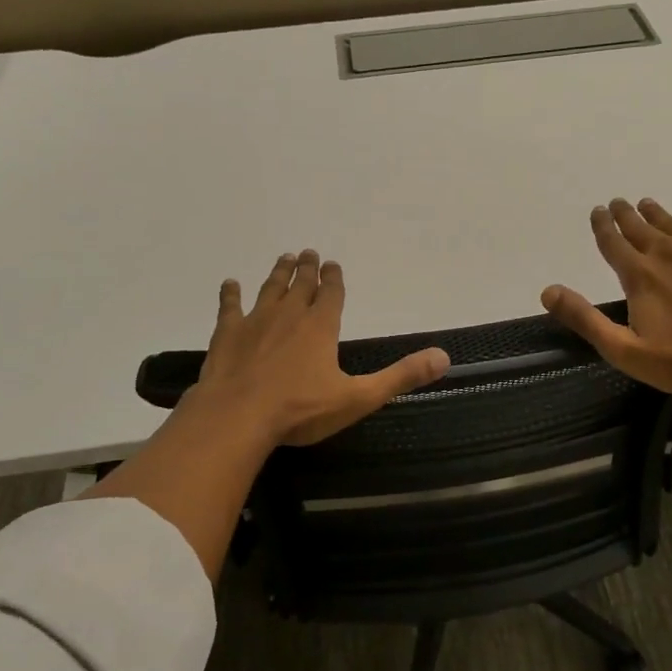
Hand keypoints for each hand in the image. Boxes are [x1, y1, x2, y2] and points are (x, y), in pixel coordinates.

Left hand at [194, 249, 449, 446]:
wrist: (238, 417)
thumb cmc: (300, 409)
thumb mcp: (358, 398)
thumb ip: (400, 377)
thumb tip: (444, 357)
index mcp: (321, 327)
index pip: (331, 295)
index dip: (334, 279)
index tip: (332, 264)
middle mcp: (289, 316)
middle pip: (300, 285)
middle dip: (307, 268)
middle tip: (308, 253)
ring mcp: (255, 322)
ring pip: (269, 289)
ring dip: (278, 274)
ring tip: (284, 258)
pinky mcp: (227, 335)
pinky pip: (229, 307)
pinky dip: (230, 294)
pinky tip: (230, 284)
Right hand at [541, 199, 671, 396]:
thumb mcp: (623, 348)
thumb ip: (585, 319)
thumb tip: (548, 291)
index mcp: (639, 275)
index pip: (613, 244)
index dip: (602, 227)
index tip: (597, 211)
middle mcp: (666, 254)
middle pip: (640, 228)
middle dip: (626, 215)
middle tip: (618, 202)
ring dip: (658, 214)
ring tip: (648, 204)